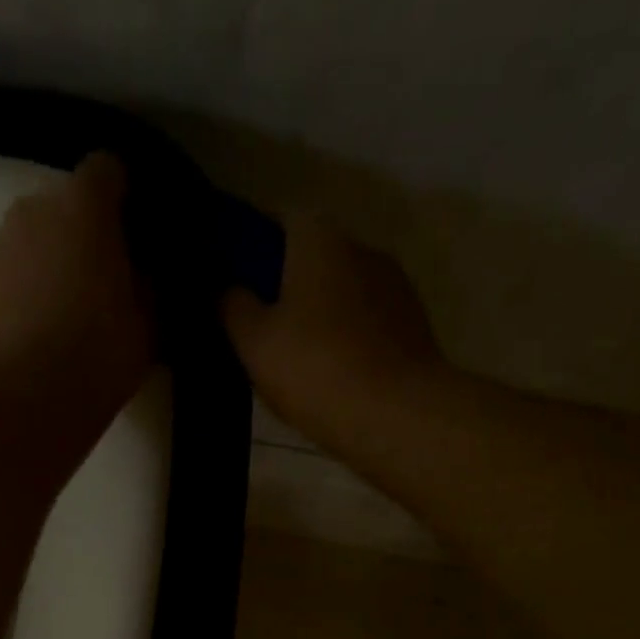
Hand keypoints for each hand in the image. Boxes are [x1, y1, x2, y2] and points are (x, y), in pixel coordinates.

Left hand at [0, 153, 153, 419]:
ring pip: (29, 243)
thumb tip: (139, 275)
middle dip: (80, 234)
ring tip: (62, 315)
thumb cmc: (100, 356)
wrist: (29, 401)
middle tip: (99, 280)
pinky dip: (19, 296)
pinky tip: (33, 336)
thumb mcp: (148, 325)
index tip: (132, 232)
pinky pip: (6, 280)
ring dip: (46, 264)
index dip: (121, 196)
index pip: (106, 170)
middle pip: (61, 206)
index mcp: (84, 208)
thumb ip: (146, 287)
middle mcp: (33, 211)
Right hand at [222, 215, 445, 442]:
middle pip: (313, 259)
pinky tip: (333, 376)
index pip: (277, 222)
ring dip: (320, 316)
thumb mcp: (254, 342)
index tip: (235, 285)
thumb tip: (226, 288)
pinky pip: (366, 324)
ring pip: (342, 293)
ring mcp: (394, 286)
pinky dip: (348, 340)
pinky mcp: (413, 326)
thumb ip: (232, 307)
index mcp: (319, 238)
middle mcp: (361, 247)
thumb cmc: (317, 370)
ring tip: (297, 361)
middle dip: (287, 286)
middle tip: (260, 330)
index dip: (252, 250)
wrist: (398, 416)